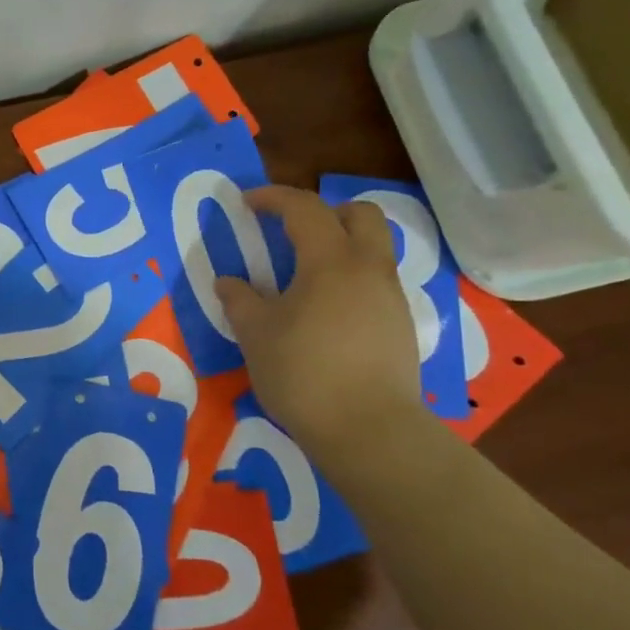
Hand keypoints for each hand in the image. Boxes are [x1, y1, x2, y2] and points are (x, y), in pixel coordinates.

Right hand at [213, 185, 424, 454]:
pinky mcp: (400, 326)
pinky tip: (326, 311)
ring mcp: (391, 297)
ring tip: (305, 274)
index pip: (304, 208)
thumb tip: (228, 282)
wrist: (370, 431)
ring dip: (341, 245)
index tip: (247, 203)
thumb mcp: (255, 334)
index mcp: (330, 261)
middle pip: (360, 214)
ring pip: (373, 248)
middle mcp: (368, 268)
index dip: (273, 198)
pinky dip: (351, 278)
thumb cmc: (304, 372)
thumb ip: (239, 300)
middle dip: (325, 211)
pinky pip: (376, 281)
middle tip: (291, 231)